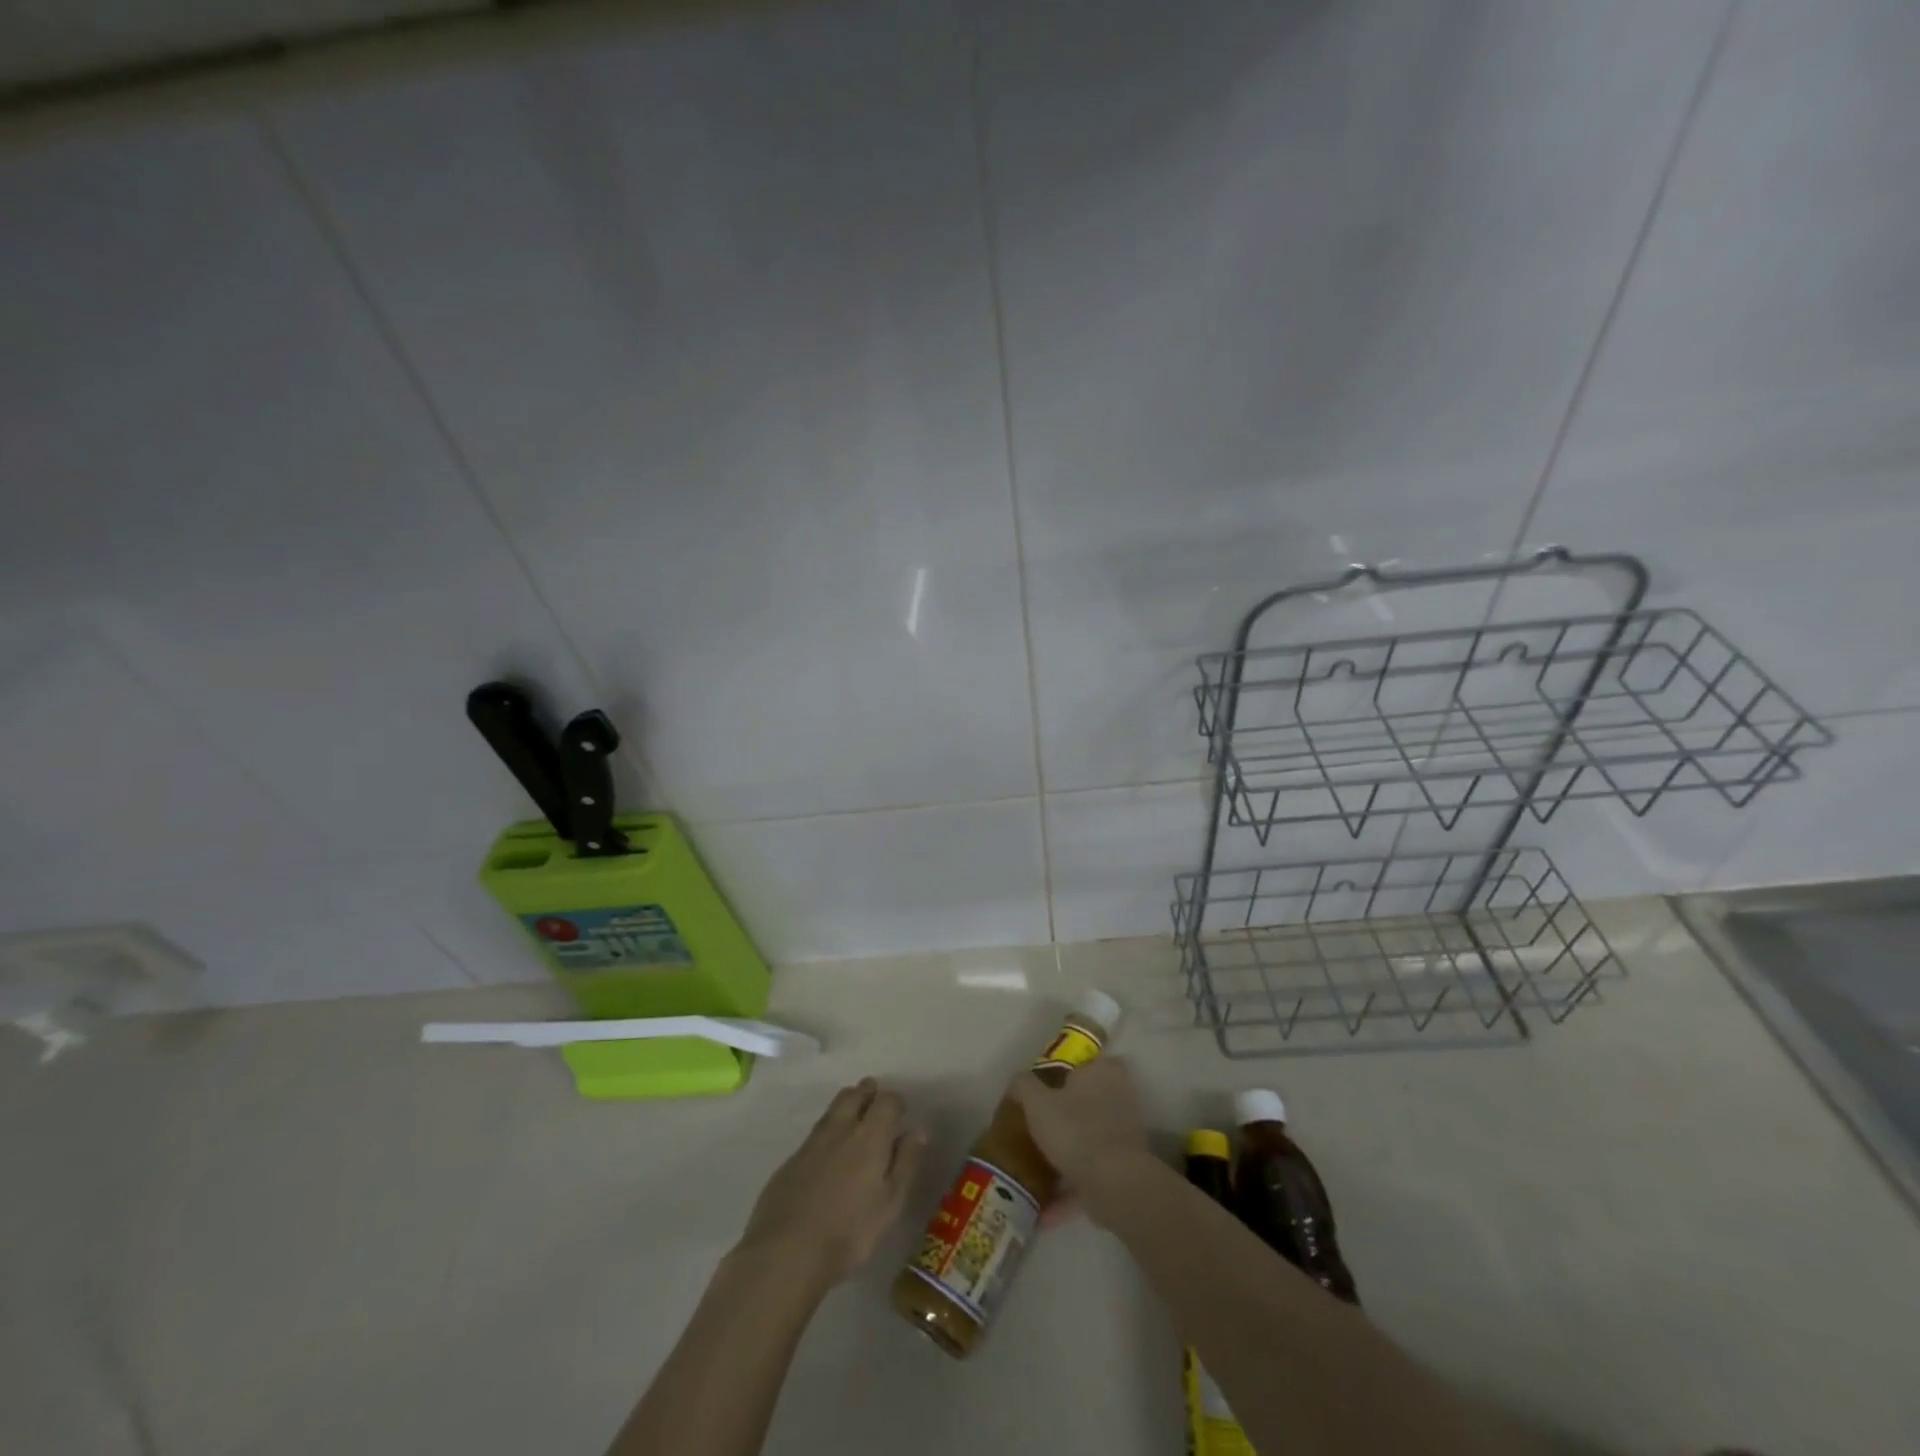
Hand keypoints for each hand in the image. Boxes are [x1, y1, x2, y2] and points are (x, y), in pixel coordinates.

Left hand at [735, 1077, 926, 1291]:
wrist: (787, 1251)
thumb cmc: (849, 1232)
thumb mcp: (890, 1204)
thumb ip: (906, 1163)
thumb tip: (919, 1130)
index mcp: (870, 1136)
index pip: (887, 1101)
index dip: (896, 1102)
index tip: (902, 1112)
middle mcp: (841, 1128)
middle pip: (855, 1094)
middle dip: (868, 1092)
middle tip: (876, 1100)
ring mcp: (812, 1141)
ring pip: (833, 1108)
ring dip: (847, 1104)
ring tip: (855, 1116)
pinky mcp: (792, 1159)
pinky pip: (816, 1131)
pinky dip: (828, 1130)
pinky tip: (829, 1150)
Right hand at [1009, 1057, 1150, 1226]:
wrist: (1113, 1184)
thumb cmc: (1074, 1129)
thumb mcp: (1037, 1101)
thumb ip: (1024, 1085)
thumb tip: (1018, 1082)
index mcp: (1103, 1073)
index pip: (1090, 1060)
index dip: (1069, 1070)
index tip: (1047, 1084)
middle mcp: (1119, 1098)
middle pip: (1089, 1100)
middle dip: (1067, 1113)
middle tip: (1039, 1123)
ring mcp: (1124, 1136)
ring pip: (1090, 1138)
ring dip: (1069, 1153)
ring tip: (1038, 1166)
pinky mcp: (1123, 1171)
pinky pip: (1091, 1176)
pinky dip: (1070, 1191)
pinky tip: (1043, 1210)